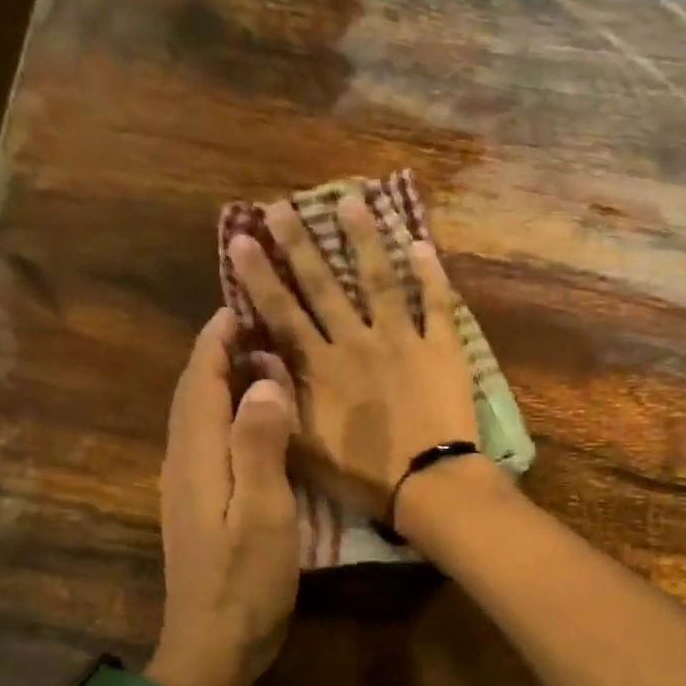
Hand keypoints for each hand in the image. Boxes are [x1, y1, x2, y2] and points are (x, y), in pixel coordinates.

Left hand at [151, 309, 299, 685]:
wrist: (213, 647)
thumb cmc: (245, 582)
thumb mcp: (264, 514)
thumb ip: (260, 445)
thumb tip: (265, 381)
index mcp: (197, 456)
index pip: (200, 379)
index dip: (218, 338)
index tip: (243, 300)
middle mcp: (184, 462)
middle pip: (193, 392)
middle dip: (217, 351)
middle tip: (258, 320)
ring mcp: (189, 486)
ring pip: (199, 416)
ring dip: (222, 379)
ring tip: (261, 357)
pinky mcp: (200, 506)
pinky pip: (210, 441)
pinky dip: (228, 413)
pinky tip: (257, 418)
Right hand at [226, 195, 478, 524]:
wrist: (428, 483)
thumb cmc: (363, 475)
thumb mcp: (303, 449)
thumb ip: (278, 402)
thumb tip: (258, 359)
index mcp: (321, 367)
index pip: (282, 312)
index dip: (260, 275)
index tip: (243, 238)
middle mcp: (356, 342)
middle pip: (324, 285)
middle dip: (300, 244)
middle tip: (282, 206)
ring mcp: (402, 340)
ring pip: (379, 280)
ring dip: (364, 240)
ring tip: (352, 201)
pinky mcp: (442, 349)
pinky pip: (436, 304)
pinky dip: (431, 275)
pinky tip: (422, 245)